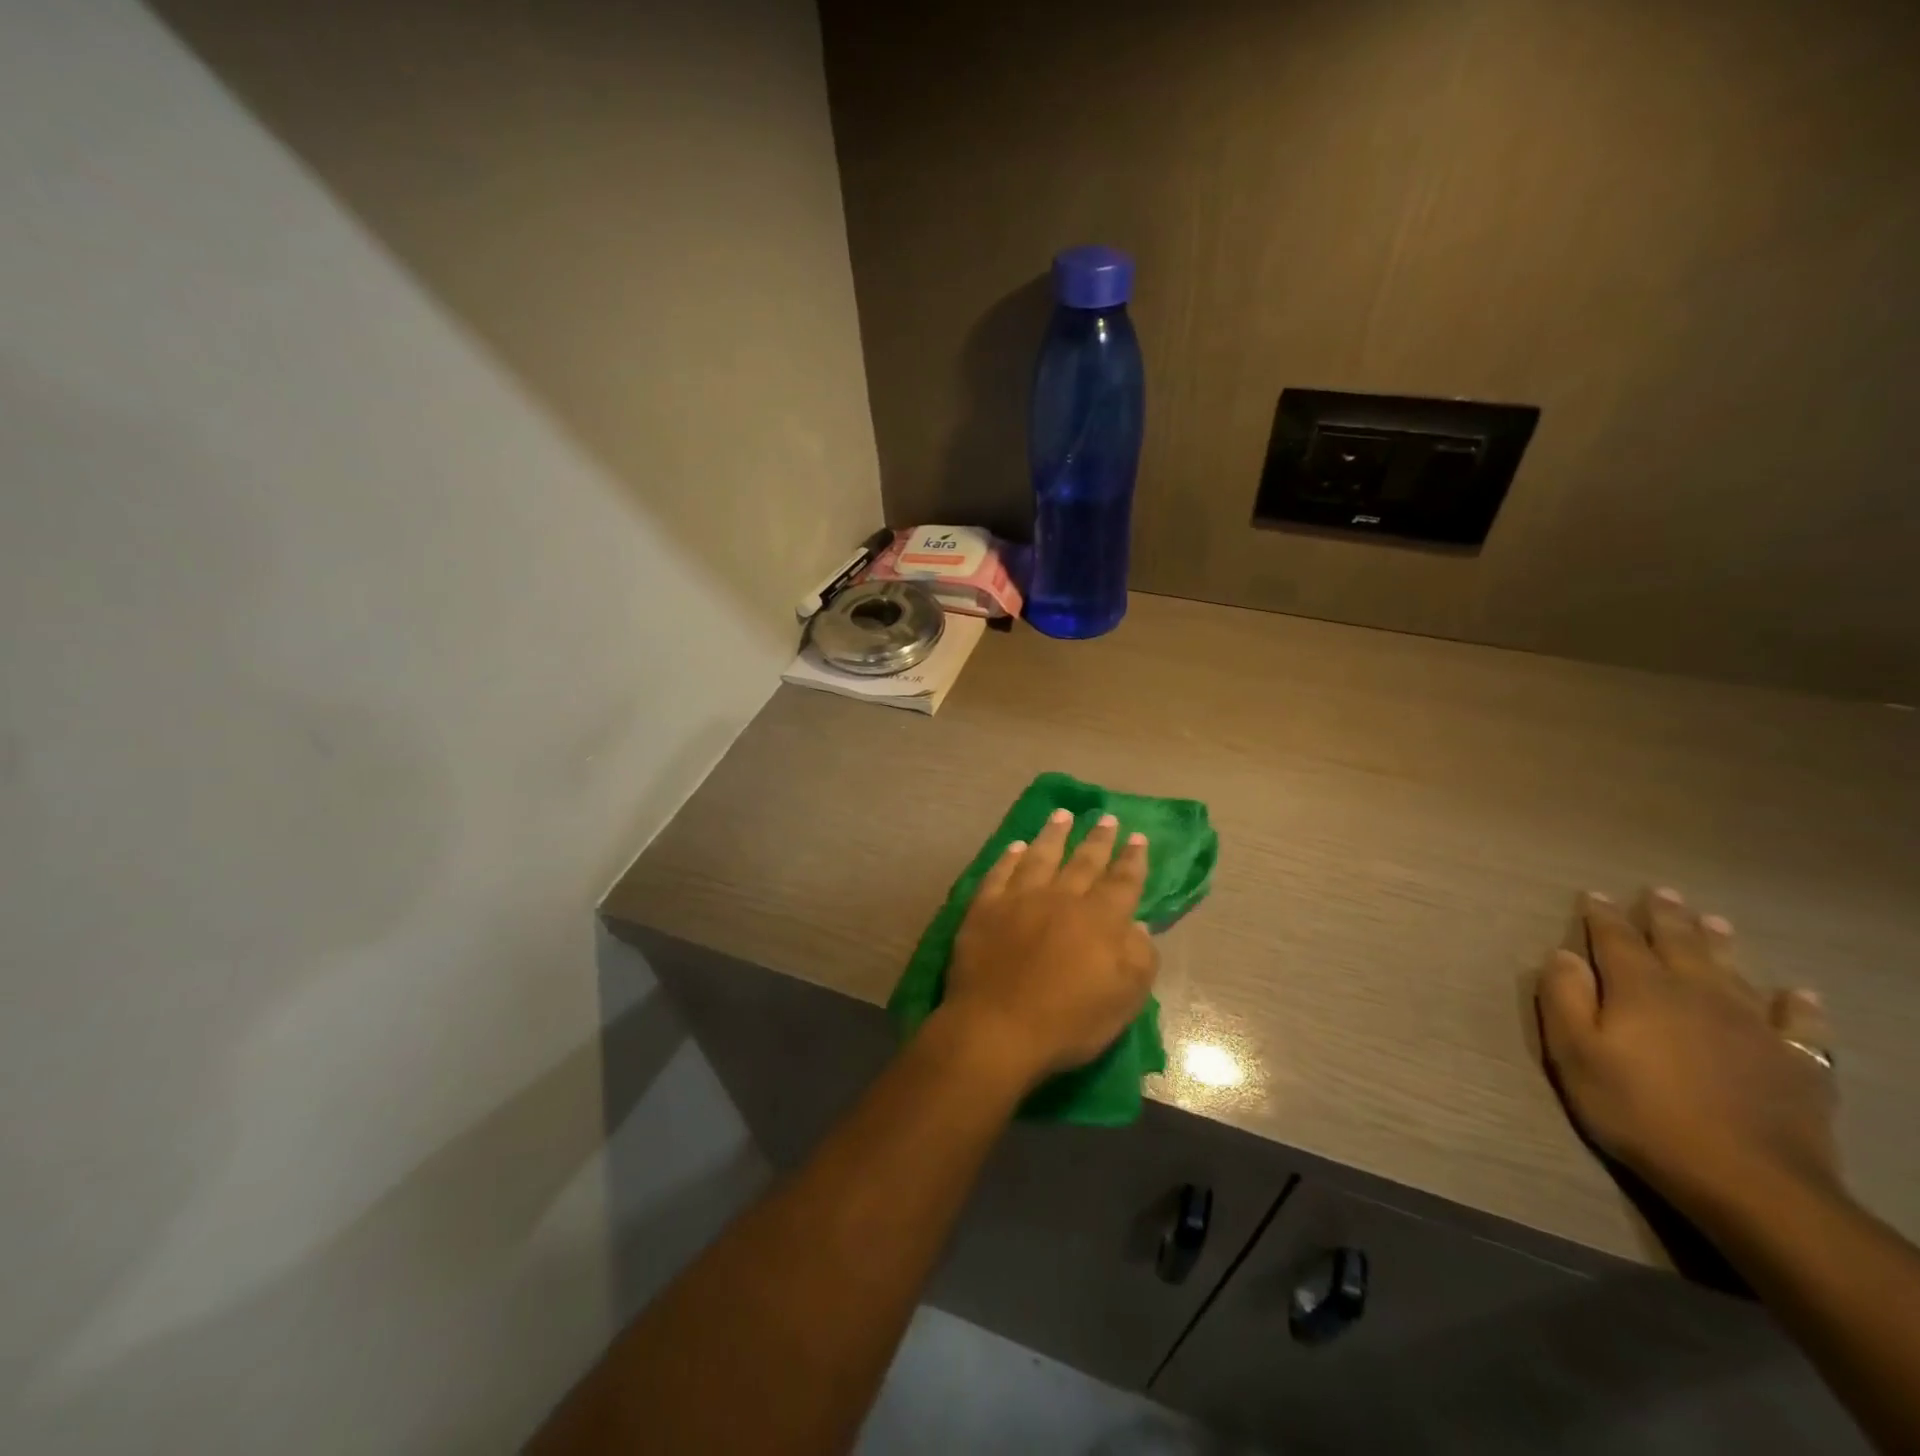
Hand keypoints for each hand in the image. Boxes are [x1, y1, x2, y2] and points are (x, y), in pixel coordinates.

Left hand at [939, 808, 1156, 1088]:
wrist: (998, 1028)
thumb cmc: (1068, 1022)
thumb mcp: (1124, 1000)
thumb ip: (1139, 958)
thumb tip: (1137, 925)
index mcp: (1100, 919)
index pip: (1123, 881)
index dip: (1132, 859)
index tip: (1137, 837)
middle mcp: (1062, 898)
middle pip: (1084, 861)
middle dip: (1098, 839)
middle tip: (1106, 817)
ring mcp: (1020, 899)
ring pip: (1041, 856)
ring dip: (1054, 834)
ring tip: (1062, 815)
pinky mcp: (985, 907)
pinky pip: (1000, 872)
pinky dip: (1009, 857)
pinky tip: (1016, 846)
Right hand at [1537, 888, 1840, 1219]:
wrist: (1748, 1180)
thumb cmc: (1639, 1110)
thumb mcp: (1575, 1054)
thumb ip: (1563, 998)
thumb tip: (1563, 955)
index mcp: (1640, 989)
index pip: (1616, 939)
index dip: (1604, 916)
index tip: (1595, 895)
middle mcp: (1696, 994)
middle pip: (1679, 944)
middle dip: (1666, 917)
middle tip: (1661, 892)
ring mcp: (1753, 1026)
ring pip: (1733, 971)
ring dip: (1720, 944)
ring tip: (1714, 921)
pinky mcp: (1796, 1062)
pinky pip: (1800, 1024)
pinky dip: (1798, 1005)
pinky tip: (1799, 995)